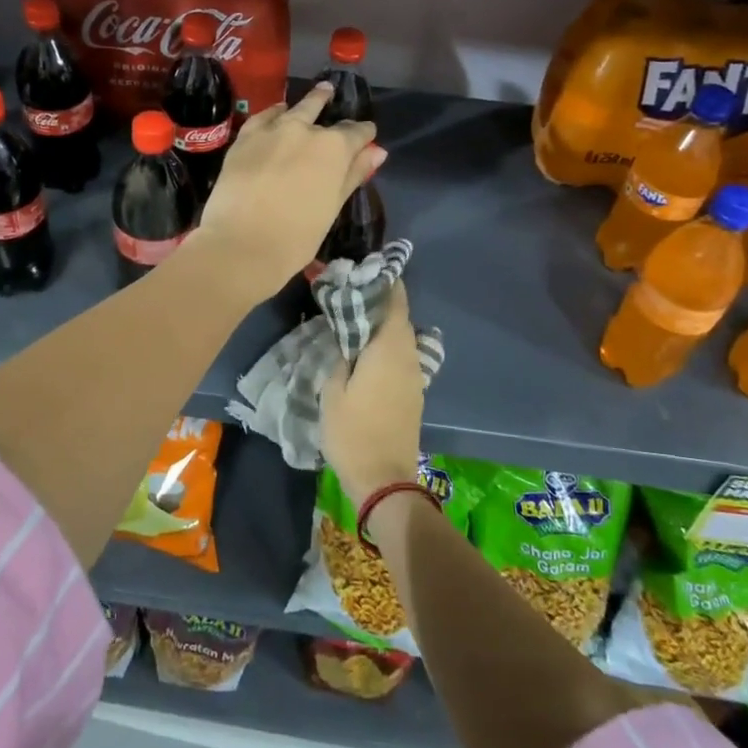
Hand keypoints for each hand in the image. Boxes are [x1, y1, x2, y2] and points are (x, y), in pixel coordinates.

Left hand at [187, 82, 381, 305]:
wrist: (241, 244)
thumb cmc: (296, 237)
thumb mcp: (332, 208)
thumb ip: (353, 175)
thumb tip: (377, 151)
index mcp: (334, 148)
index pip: (356, 133)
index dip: (364, 134)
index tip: (368, 136)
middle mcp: (305, 130)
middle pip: (322, 112)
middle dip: (330, 104)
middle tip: (332, 95)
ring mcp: (272, 130)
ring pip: (294, 108)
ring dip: (307, 102)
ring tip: (316, 94)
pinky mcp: (245, 138)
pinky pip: (264, 116)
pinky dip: (274, 112)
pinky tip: (278, 112)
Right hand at [321, 282, 424, 510]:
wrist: (384, 478)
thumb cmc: (352, 432)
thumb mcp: (332, 392)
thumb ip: (340, 358)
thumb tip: (346, 341)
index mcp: (388, 349)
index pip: (394, 303)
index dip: (385, 283)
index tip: (369, 270)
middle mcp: (407, 357)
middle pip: (400, 318)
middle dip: (382, 302)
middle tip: (355, 293)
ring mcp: (414, 376)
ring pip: (403, 338)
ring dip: (385, 325)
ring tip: (358, 319)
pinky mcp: (413, 393)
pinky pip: (403, 357)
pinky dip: (388, 346)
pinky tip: (368, 352)